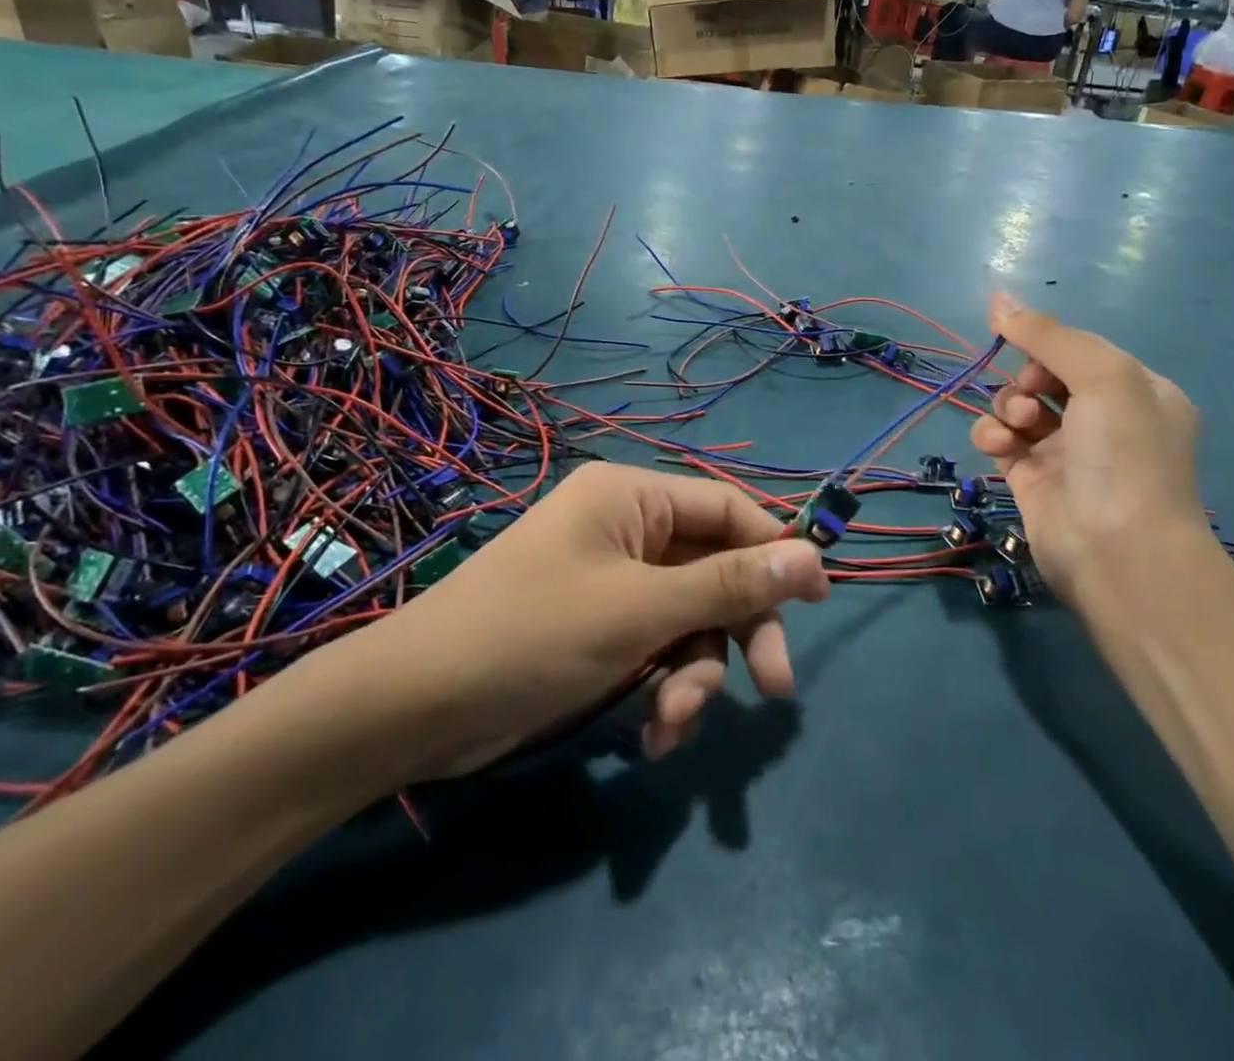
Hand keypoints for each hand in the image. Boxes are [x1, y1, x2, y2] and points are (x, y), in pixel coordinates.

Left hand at [304, 464, 828, 785]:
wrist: (414, 708)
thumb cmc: (531, 633)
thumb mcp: (641, 610)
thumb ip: (730, 585)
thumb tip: (812, 558)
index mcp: (632, 497)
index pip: (727, 509)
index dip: (776, 550)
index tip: (819, 599)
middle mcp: (626, 530)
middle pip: (714, 570)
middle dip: (739, 630)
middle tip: (775, 688)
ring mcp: (612, 583)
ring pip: (689, 620)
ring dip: (695, 675)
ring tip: (673, 725)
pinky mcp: (599, 631)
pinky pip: (657, 650)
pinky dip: (664, 690)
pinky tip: (653, 736)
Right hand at [970, 294, 1208, 602]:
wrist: (1118, 553)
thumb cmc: (1124, 455)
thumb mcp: (1102, 377)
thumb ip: (1048, 335)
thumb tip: (998, 297)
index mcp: (1136, 390)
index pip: (1079, 351)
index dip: (1047, 346)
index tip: (1022, 345)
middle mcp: (1104, 419)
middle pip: (1044, 375)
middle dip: (1025, 378)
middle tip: (1028, 395)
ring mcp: (1066, 451)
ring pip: (1017, 406)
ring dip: (1006, 406)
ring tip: (1014, 427)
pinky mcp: (1031, 478)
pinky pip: (1000, 440)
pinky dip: (992, 436)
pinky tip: (997, 446)